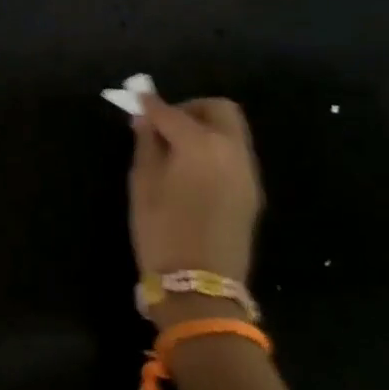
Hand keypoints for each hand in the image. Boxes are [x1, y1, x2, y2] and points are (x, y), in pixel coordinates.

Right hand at [128, 93, 263, 326]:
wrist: (200, 290)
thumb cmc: (162, 232)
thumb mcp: (143, 183)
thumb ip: (146, 143)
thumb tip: (146, 119)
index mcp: (201, 144)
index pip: (171, 112)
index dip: (150, 104)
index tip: (136, 100)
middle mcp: (231, 150)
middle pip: (218, 110)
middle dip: (191, 108)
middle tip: (165, 124)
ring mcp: (246, 172)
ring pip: (230, 131)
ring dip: (205, 128)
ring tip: (177, 148)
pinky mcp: (252, 193)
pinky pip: (234, 154)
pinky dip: (214, 149)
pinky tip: (193, 168)